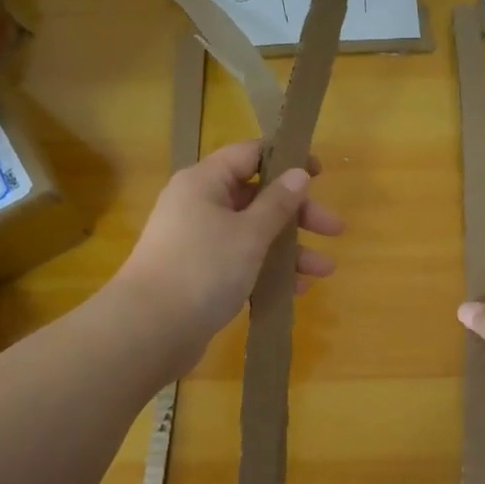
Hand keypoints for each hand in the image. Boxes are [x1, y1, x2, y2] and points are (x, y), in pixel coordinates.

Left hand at [113, 140, 344, 373]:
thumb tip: (299, 173)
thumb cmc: (203, 268)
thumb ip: (278, 203)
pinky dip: (268, 271)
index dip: (286, 159)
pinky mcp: (200, 274)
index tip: (320, 173)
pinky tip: (297, 289)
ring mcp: (198, 241)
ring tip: (325, 271)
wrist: (150, 329)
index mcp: (205, 182)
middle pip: (257, 197)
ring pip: (253, 234)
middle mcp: (199, 205)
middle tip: (334, 229)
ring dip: (290, 249)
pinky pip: (241, 261)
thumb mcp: (249, 233)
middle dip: (298, 214)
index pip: (249, 154)